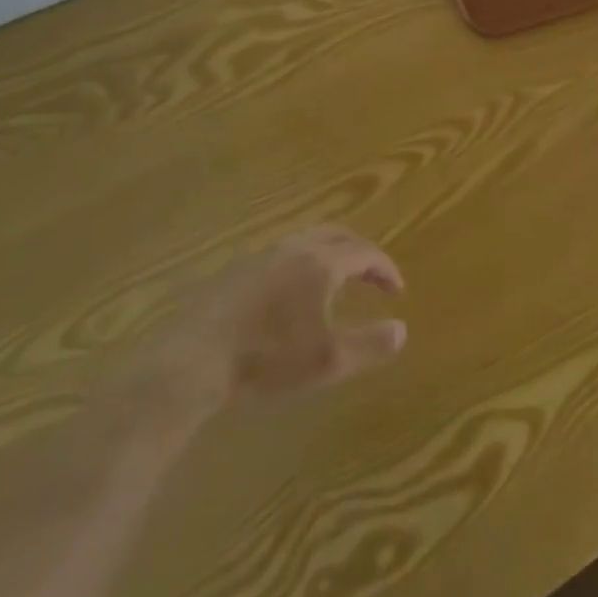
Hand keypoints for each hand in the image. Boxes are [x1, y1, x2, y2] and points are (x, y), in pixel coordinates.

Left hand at [146, 226, 406, 410]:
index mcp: (321, 262)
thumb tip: (402, 329)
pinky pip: (282, 253)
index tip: (397, 291)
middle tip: (373, 276)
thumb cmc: (268, 359)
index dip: (385, 268)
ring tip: (337, 281)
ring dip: (331, 253)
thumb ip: (370, 345)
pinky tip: (293, 293)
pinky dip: (303, 262)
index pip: (366, 252)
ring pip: (307, 239)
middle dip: (361, 252)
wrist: (195, 359)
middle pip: (337, 234)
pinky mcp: (237, 269)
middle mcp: (295, 247)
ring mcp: (262, 254)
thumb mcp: (328, 361)